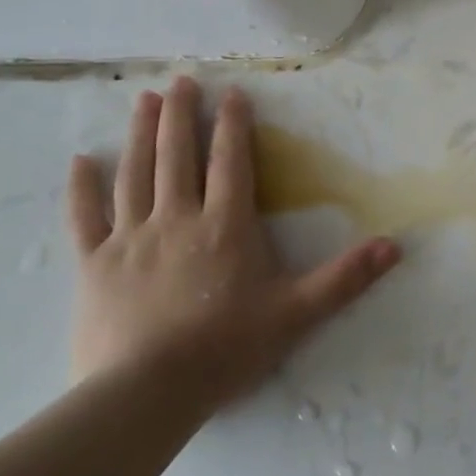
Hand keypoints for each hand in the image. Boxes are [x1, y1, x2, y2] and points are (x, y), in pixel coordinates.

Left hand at [67, 76, 400, 413]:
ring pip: (135, 173)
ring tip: (143, 100)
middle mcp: (177, 218)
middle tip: (181, 79)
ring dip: (140, 134)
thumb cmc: (226, 348)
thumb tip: (395, 245)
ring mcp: (130, 239)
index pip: (231, 161)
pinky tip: (80, 160)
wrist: (145, 396)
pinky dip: (82, 188)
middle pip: (179, 155)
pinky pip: (84, 218)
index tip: (232, 92)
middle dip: (181, 114)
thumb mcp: (297, 312)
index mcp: (226, 225)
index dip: (233, 123)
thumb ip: (346, 277)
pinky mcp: (93, 265)